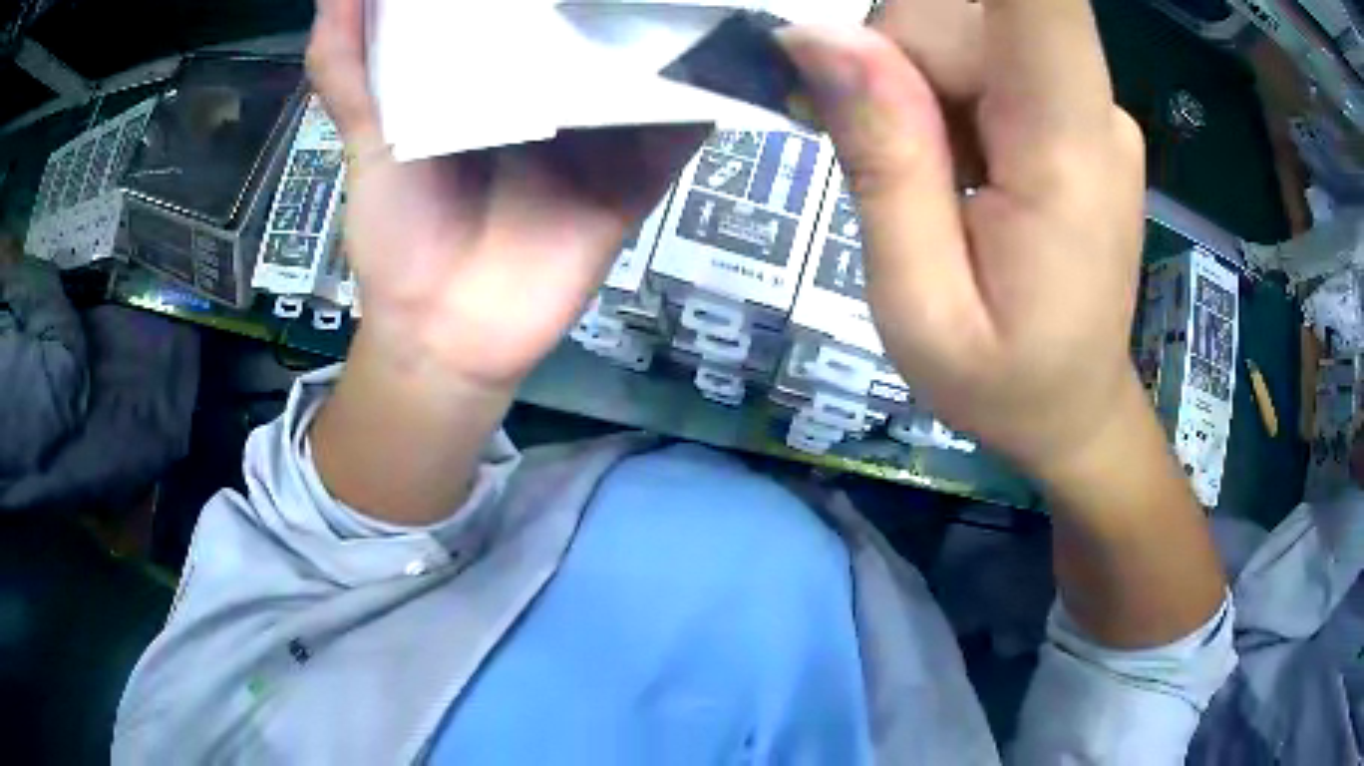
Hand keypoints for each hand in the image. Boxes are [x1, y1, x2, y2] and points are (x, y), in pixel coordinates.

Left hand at [307, 0, 703, 392]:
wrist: (444, 335)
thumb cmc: (399, 232)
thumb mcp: (366, 137)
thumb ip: (348, 68)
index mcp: (496, 70)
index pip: (532, 2)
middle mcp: (558, 86)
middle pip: (605, 22)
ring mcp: (605, 128)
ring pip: (653, 61)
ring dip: (678, 22)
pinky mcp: (639, 173)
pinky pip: (684, 123)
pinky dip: (712, 87)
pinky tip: (735, 43)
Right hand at [782, 0, 1146, 476]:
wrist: (1075, 412)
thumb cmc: (1007, 384)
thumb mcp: (922, 303)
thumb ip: (883, 164)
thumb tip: (823, 37)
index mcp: (1067, 147)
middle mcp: (1089, 104)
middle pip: (963, 13)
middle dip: (895, 61)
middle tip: (879, 154)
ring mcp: (1084, 105)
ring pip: (965, 32)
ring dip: (914, 86)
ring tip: (924, 181)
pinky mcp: (1070, 112)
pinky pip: (984, 60)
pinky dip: (938, 93)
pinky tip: (944, 162)